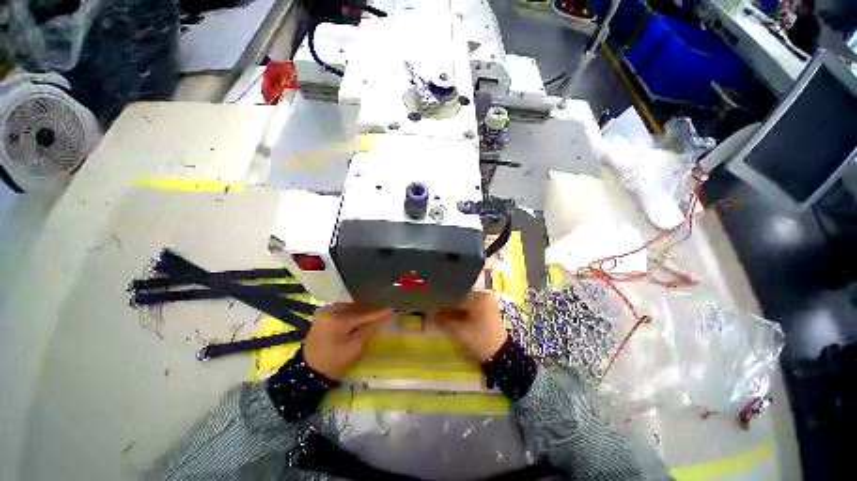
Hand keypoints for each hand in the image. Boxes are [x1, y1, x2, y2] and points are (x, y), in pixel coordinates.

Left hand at [303, 303, 391, 378]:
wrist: (308, 370)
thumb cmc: (333, 361)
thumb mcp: (354, 347)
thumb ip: (368, 329)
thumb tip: (383, 316)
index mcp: (338, 320)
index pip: (364, 314)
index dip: (379, 311)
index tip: (392, 308)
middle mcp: (331, 310)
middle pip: (357, 306)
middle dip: (371, 308)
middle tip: (385, 308)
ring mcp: (325, 310)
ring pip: (350, 306)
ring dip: (362, 308)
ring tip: (375, 309)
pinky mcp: (323, 313)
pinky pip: (343, 308)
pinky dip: (353, 310)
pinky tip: (361, 312)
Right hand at [429, 291, 507, 361]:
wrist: (501, 355)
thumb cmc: (480, 341)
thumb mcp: (459, 332)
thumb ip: (442, 322)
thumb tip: (427, 315)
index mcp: (479, 297)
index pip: (456, 295)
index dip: (441, 301)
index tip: (429, 304)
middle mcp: (483, 295)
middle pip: (459, 298)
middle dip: (446, 305)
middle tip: (432, 309)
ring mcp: (485, 302)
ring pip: (463, 302)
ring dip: (452, 308)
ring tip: (438, 313)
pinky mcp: (485, 309)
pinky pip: (469, 307)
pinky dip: (459, 312)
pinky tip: (449, 316)